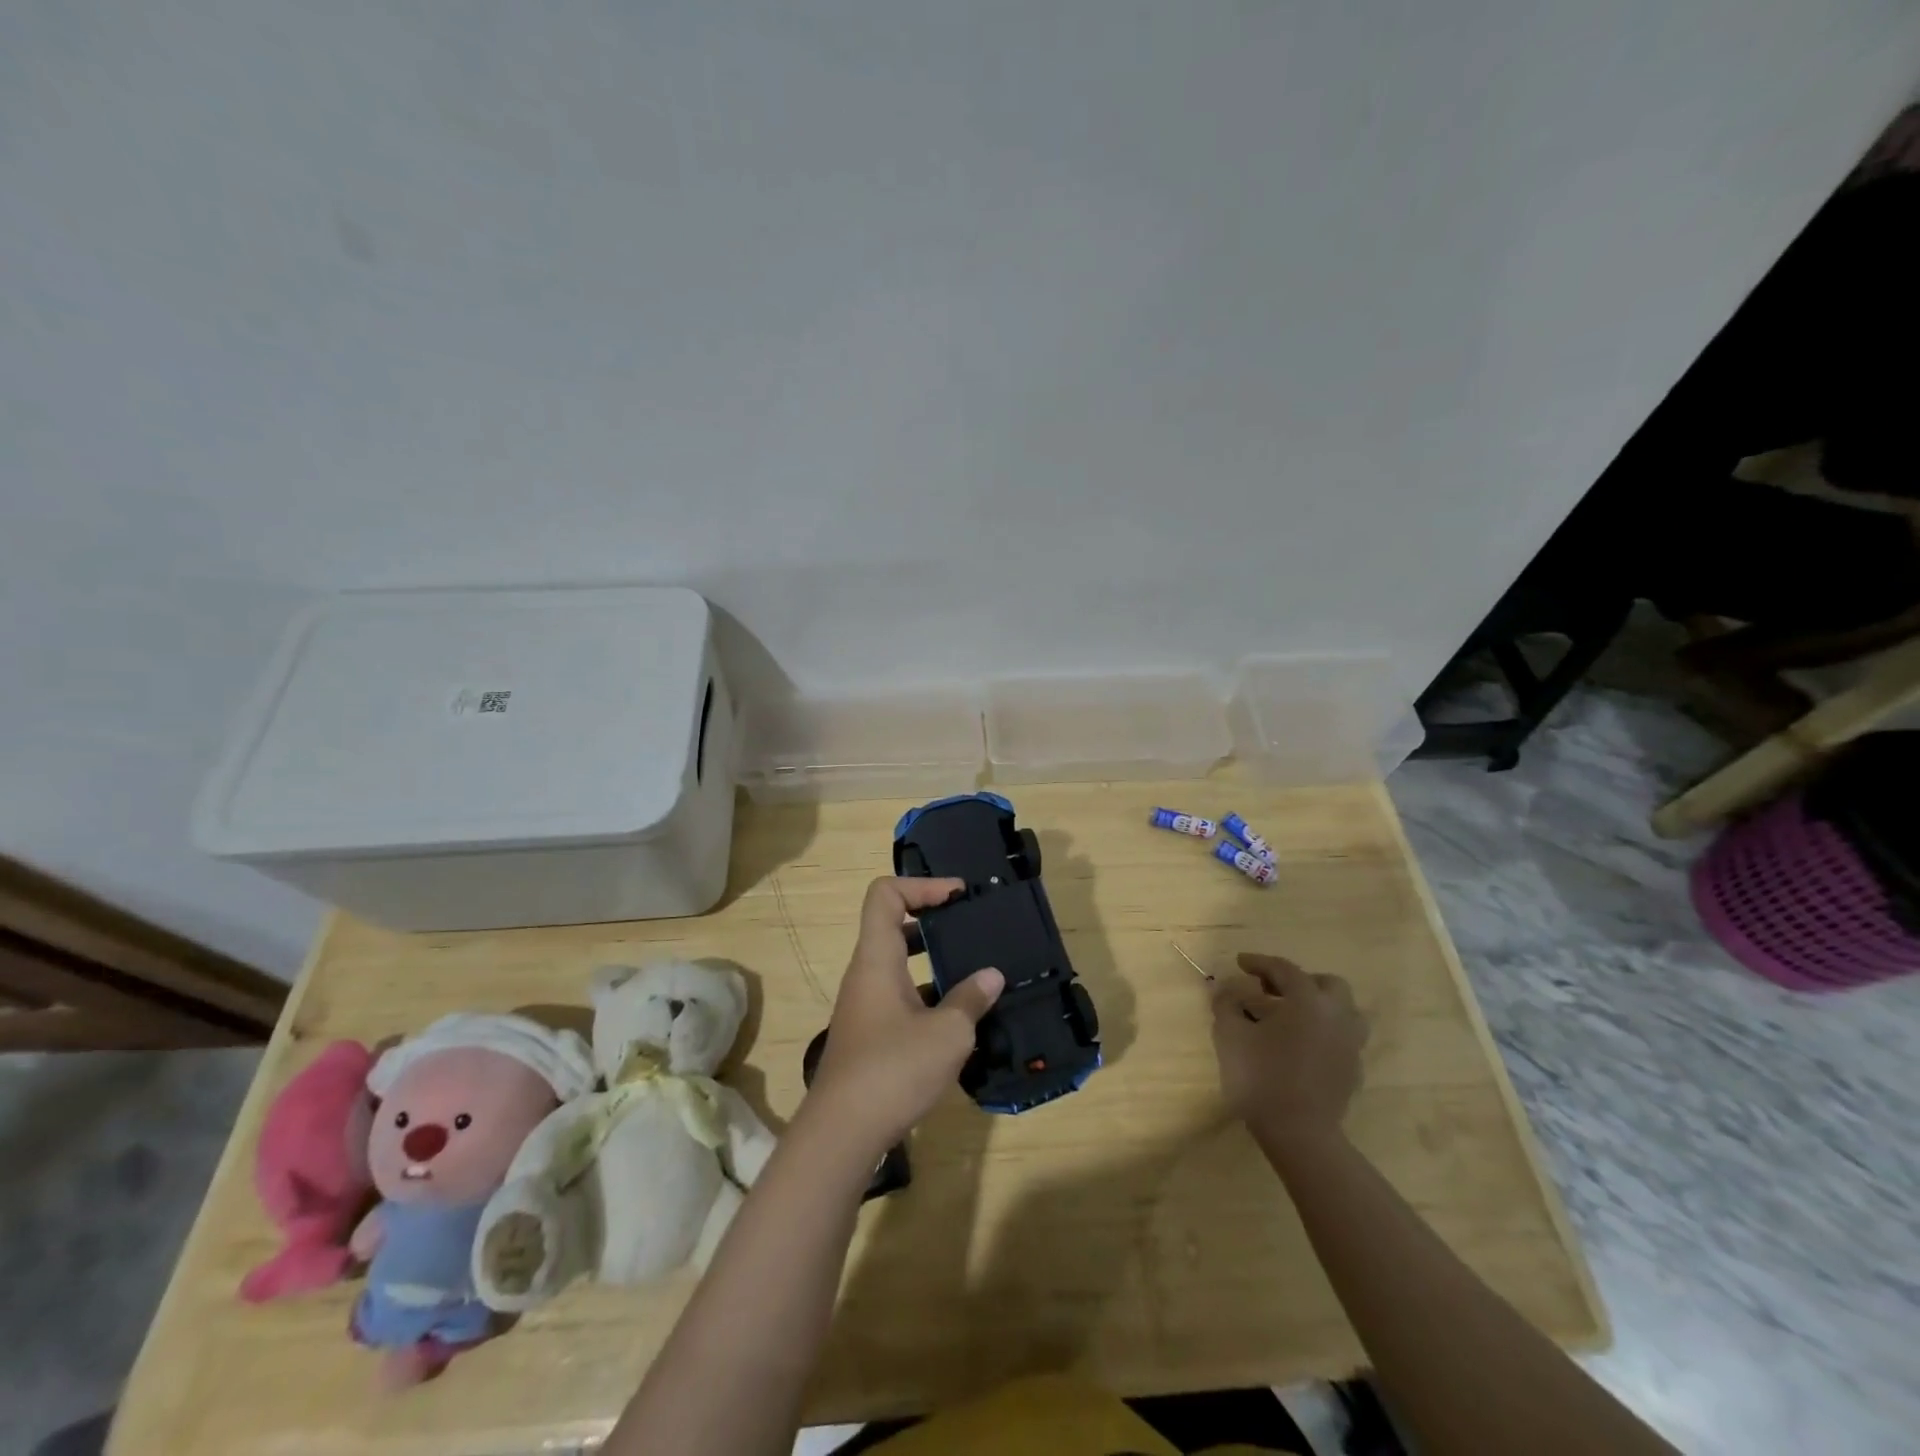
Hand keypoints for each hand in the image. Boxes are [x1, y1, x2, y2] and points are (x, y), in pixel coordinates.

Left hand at [804, 877, 1004, 1157]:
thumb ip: (971, 999)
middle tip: (971, 928)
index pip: (885, 894)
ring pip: (900, 964)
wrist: (843, 1133)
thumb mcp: (947, 1033)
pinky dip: (929, 995)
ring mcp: (866, 1005)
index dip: (921, 885)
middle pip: (893, 925)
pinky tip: (961, 1019)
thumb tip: (992, 975)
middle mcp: (866, 974)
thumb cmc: (893, 1070)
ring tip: (976, 971)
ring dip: (935, 962)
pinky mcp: (871, 1035)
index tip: (958, 895)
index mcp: (877, 958)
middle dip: (934, 920)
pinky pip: (901, 996)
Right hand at [1211, 953, 1366, 1143]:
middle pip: (1326, 984)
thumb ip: (1226, 1003)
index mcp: (1308, 1001)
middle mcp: (1337, 1015)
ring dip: (1319, 1006)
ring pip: (1344, 1011)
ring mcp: (1350, 1044)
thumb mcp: (1230, 1034)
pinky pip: (1342, 1037)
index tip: (1240, 962)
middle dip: (1298, 981)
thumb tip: (1226, 988)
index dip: (1259, 962)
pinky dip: (1323, 1031)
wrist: (1299, 1134)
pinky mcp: (1353, 1070)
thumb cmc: (1261, 1077)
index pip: (1284, 969)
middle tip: (1271, 990)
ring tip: (1292, 1015)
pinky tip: (1302, 1044)